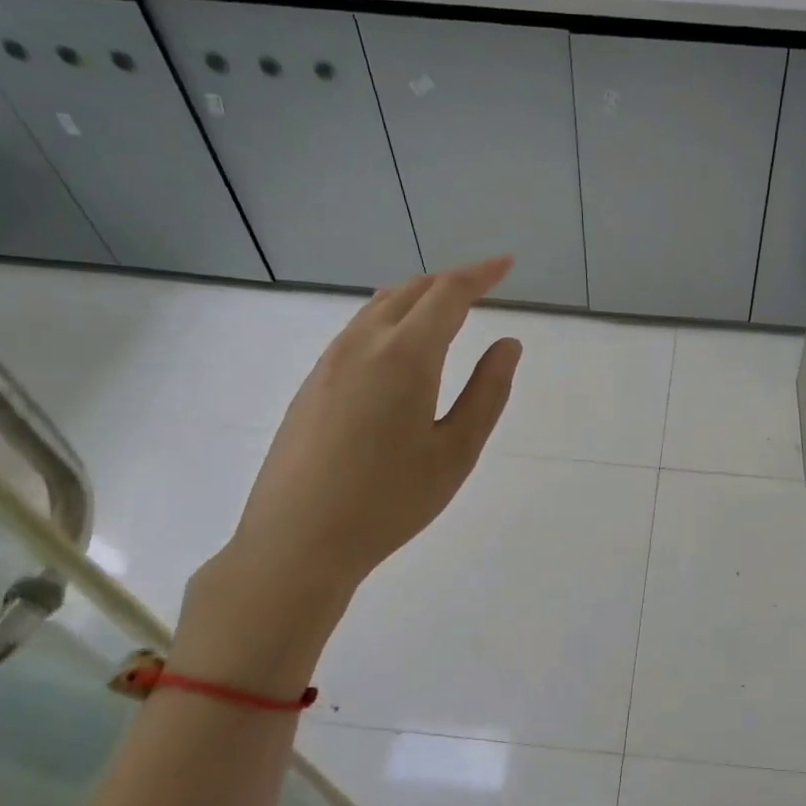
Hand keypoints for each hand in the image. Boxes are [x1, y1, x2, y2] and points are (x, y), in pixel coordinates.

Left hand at [187, 257, 521, 669]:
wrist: (296, 542)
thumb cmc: (389, 502)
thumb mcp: (455, 452)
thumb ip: (487, 393)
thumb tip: (508, 344)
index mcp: (405, 357)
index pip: (447, 294)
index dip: (480, 274)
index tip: (505, 264)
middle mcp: (362, 345)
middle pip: (409, 291)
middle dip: (449, 280)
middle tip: (482, 284)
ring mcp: (329, 363)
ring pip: (377, 308)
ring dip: (416, 297)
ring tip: (445, 308)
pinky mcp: (311, 384)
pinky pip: (357, 332)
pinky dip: (389, 320)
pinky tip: (399, 348)